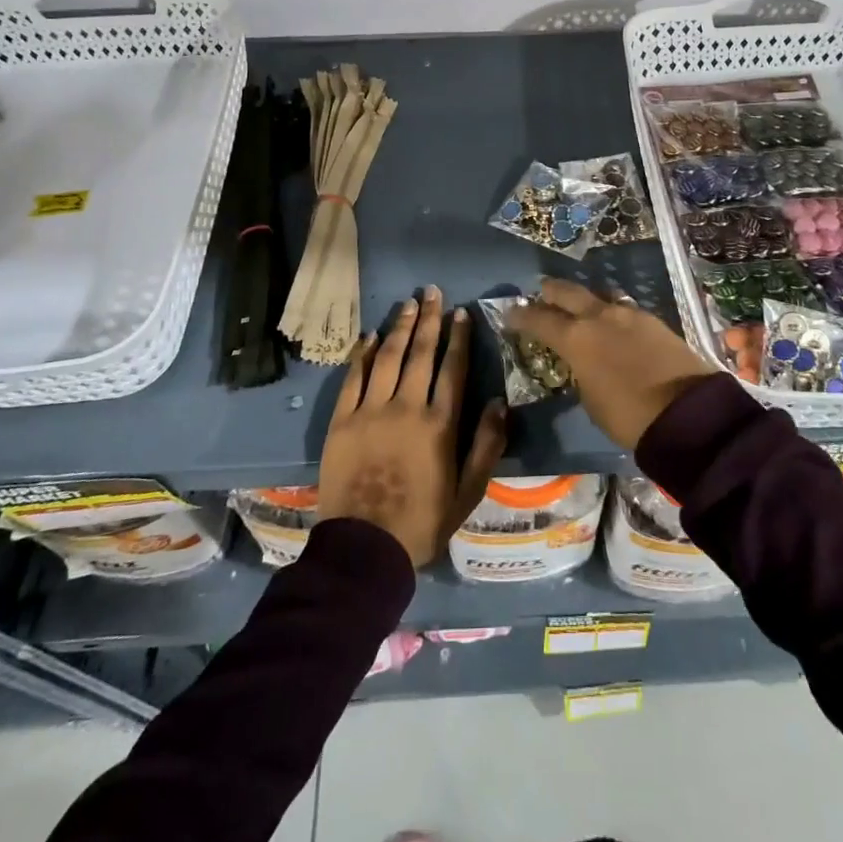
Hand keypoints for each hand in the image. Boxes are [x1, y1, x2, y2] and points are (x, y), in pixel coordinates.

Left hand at [317, 286, 508, 567]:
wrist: (364, 549)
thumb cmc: (422, 522)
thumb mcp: (468, 492)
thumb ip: (487, 445)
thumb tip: (501, 401)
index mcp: (439, 423)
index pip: (452, 368)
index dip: (458, 337)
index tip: (461, 312)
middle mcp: (406, 407)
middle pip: (420, 353)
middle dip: (428, 319)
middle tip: (432, 291)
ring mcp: (370, 411)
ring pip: (387, 357)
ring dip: (399, 327)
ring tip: (408, 303)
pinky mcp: (341, 420)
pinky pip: (353, 378)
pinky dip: (362, 354)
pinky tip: (369, 335)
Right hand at [506, 279, 713, 450]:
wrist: (687, 413)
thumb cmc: (629, 416)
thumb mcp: (590, 399)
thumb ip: (580, 371)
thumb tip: (582, 361)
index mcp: (577, 338)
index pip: (540, 319)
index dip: (521, 315)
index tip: (510, 313)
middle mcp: (600, 316)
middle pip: (568, 292)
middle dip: (551, 291)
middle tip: (541, 292)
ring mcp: (630, 314)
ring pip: (600, 294)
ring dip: (586, 297)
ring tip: (581, 305)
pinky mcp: (654, 320)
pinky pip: (624, 307)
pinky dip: (612, 311)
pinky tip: (614, 322)